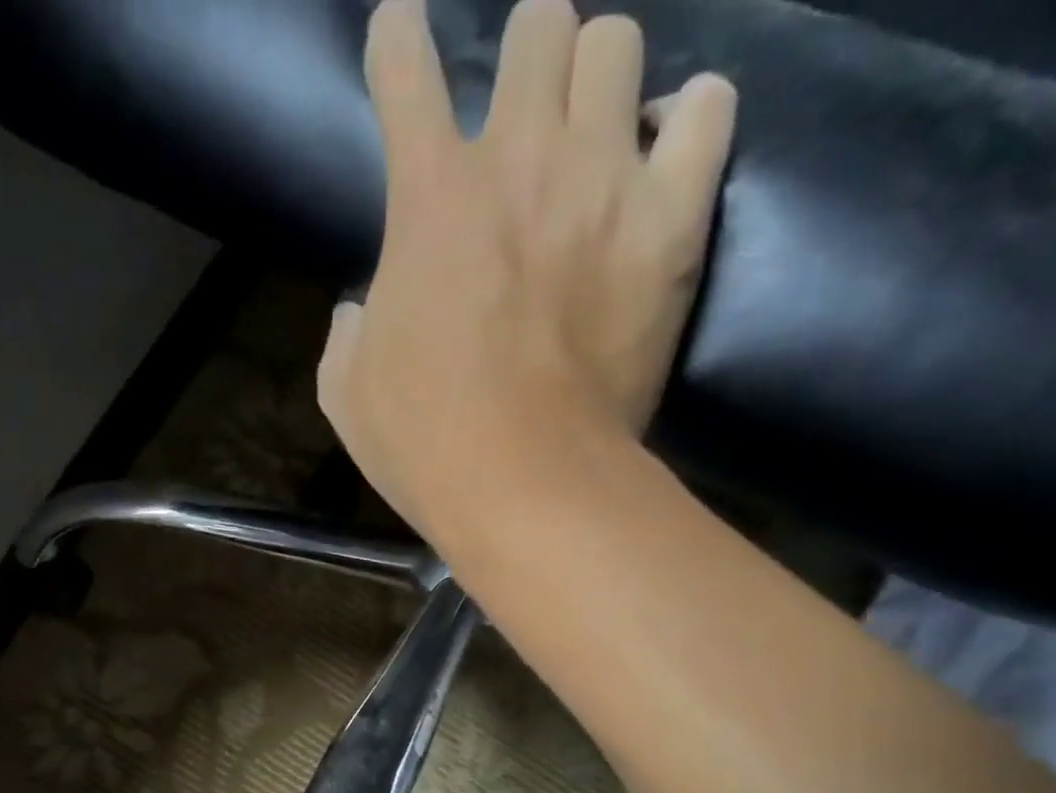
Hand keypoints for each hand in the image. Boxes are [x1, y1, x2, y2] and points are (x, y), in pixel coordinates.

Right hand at [317, 0, 735, 538]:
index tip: (403, 44)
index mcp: (429, 192)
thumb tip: (360, 312)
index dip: (398, 43)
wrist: (525, 483)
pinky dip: (692, 119)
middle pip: (538, 23)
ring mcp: (603, 179)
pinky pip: (706, 111)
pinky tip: (671, 152)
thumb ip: (348, 332)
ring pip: (616, 45)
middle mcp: (519, 154)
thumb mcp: (348, 394)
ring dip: (601, 80)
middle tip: (530, 120)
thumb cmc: (426, 443)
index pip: (403, 62)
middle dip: (528, 58)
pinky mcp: (670, 224)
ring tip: (601, 137)